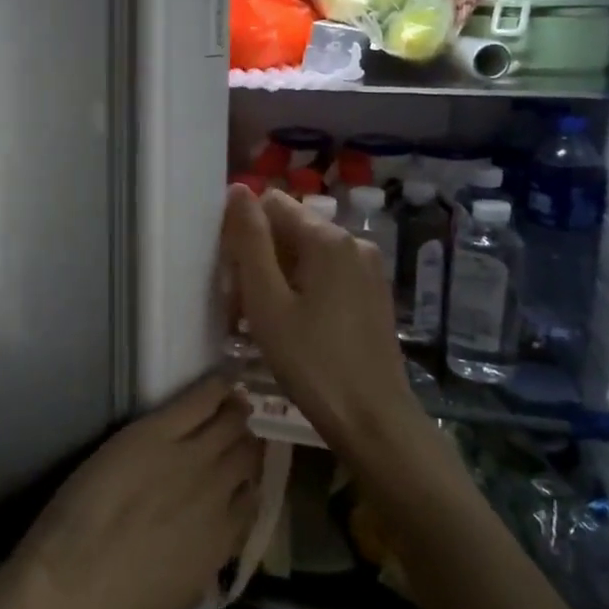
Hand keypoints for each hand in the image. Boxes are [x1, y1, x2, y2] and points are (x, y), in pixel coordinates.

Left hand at [9, 378, 261, 608]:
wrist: (70, 591)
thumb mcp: (178, 600)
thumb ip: (203, 565)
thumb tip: (208, 546)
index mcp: (221, 541)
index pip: (252, 499)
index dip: (248, 480)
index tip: (243, 471)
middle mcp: (216, 494)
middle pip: (246, 454)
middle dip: (246, 440)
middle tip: (239, 427)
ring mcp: (189, 460)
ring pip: (230, 424)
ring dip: (236, 411)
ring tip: (234, 399)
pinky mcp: (154, 433)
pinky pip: (199, 401)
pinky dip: (216, 387)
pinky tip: (224, 378)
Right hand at [221, 185, 418, 449]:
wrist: (373, 419)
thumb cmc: (311, 361)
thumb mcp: (267, 301)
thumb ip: (250, 241)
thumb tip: (239, 190)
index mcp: (328, 238)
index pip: (272, 204)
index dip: (245, 233)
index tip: (234, 276)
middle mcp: (354, 242)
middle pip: (291, 229)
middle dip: (261, 259)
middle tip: (243, 309)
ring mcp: (370, 268)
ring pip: (309, 255)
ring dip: (280, 278)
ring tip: (265, 324)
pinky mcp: (375, 293)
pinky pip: (329, 274)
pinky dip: (304, 290)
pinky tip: (296, 328)